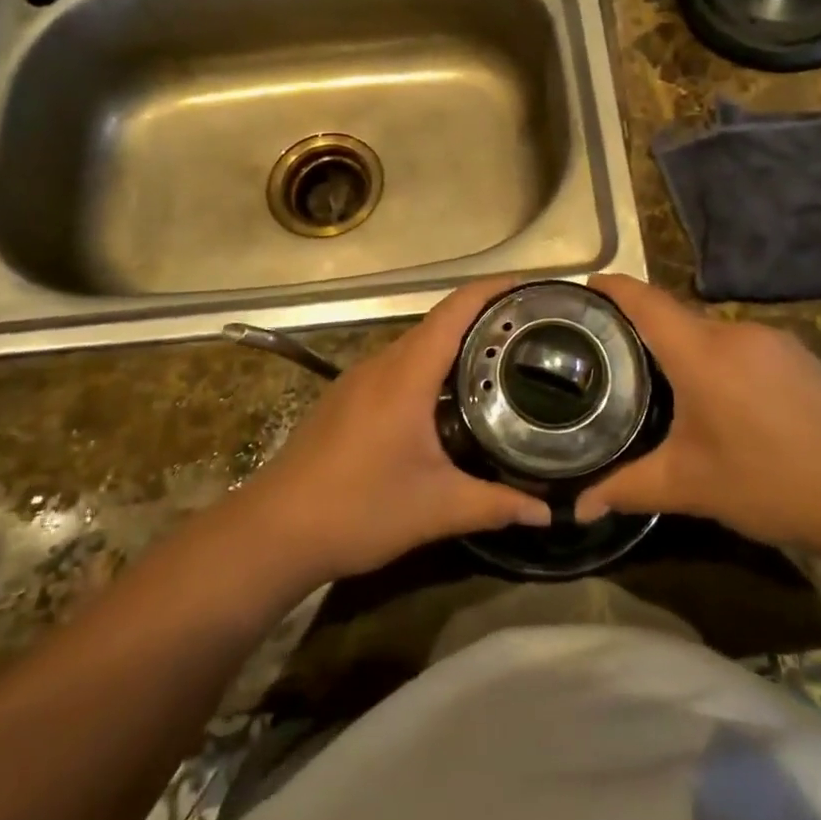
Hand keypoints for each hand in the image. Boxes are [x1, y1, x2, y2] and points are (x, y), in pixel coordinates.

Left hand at [239, 280, 549, 582]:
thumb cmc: (358, 509)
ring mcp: (359, 380)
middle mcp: (382, 364)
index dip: (492, 290)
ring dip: (455, 344)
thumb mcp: (436, 508)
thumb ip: (495, 505)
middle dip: (483, 318)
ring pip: (416, 346)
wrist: (273, 532)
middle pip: (438, 322)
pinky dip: (430, 367)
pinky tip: (448, 399)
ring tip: (499, 361)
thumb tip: (547, 511)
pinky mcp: (346, 399)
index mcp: (406, 374)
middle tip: (528, 331)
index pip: (454, 311)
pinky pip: (398, 366)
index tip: (529, 287)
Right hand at [575, 274, 820, 549]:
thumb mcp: (689, 486)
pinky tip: (724, 397)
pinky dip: (720, 359)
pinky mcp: (798, 355)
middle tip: (616, 355)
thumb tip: (576, 508)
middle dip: (645, 329)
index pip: (646, 301)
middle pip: (677, 316)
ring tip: (667, 382)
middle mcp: (734, 332)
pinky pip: (743, 344)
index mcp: (700, 352)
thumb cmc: (766, 481)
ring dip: (686, 348)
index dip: (613, 288)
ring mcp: (772, 340)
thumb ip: (627, 488)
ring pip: (712, 331)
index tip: (586, 287)